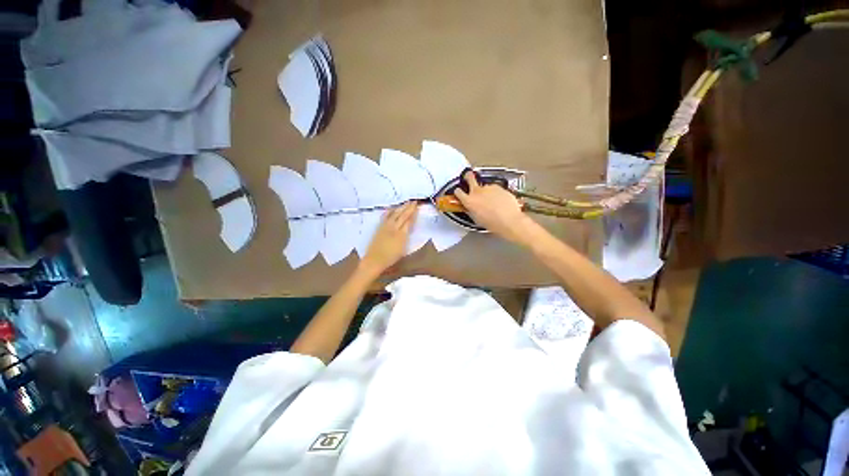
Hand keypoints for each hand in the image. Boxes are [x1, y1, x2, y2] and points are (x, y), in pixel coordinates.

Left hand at [359, 202, 417, 277]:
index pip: (409, 221)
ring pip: (395, 214)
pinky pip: (386, 216)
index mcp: (401, 234)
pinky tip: (392, 208)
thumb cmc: (391, 257)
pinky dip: (390, 211)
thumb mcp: (403, 249)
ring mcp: (386, 226)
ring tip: (406, 203)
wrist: (375, 259)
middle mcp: (394, 228)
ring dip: (401, 207)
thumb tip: (409, 227)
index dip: (413, 213)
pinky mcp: (379, 227)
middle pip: (402, 215)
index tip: (417, 207)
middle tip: (414, 201)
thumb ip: (406, 236)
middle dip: (408, 208)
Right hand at [454, 171, 534, 244]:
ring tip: (492, 202)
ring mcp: (488, 188)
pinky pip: (494, 189)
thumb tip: (469, 208)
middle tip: (468, 176)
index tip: (459, 192)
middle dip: (468, 176)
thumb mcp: (476, 219)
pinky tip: (499, 201)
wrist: (509, 220)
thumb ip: (470, 210)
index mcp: (469, 201)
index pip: (458, 192)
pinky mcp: (498, 187)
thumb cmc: (493, 223)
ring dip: (486, 191)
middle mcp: (477, 192)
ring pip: (484, 186)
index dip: (458, 192)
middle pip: (469, 177)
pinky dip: (495, 193)